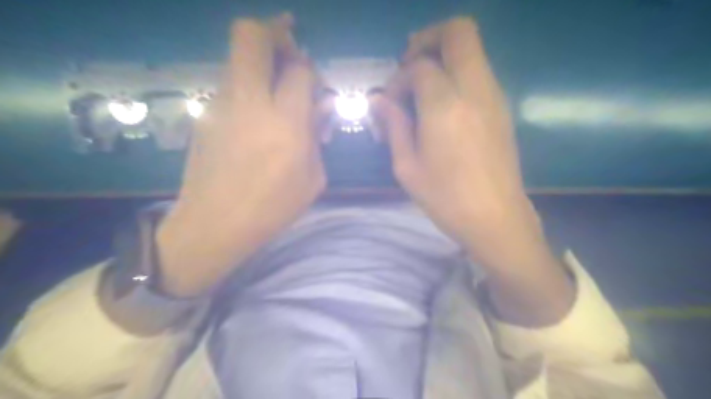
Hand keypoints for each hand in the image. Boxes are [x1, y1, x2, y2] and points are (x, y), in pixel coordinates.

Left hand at [156, 14, 325, 296]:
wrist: (214, 225)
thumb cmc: (272, 208)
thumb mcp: (313, 178)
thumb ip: (318, 136)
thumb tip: (320, 107)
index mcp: (285, 122)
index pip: (300, 70)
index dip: (311, 72)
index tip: (315, 90)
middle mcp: (249, 102)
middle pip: (251, 35)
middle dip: (275, 31)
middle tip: (290, 50)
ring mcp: (220, 104)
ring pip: (237, 57)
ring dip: (260, 63)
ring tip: (275, 94)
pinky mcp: (205, 114)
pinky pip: (229, 85)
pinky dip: (247, 88)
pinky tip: (255, 119)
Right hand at [374, 17, 574, 324]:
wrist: (496, 219)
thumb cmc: (446, 198)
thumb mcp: (407, 167)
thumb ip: (393, 125)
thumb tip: (378, 100)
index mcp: (445, 106)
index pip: (419, 66)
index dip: (399, 78)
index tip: (391, 103)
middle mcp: (475, 90)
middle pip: (459, 32)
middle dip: (428, 39)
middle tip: (409, 66)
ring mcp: (495, 96)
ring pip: (472, 50)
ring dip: (444, 58)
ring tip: (422, 90)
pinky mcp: (503, 108)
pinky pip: (479, 72)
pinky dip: (458, 75)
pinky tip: (443, 106)